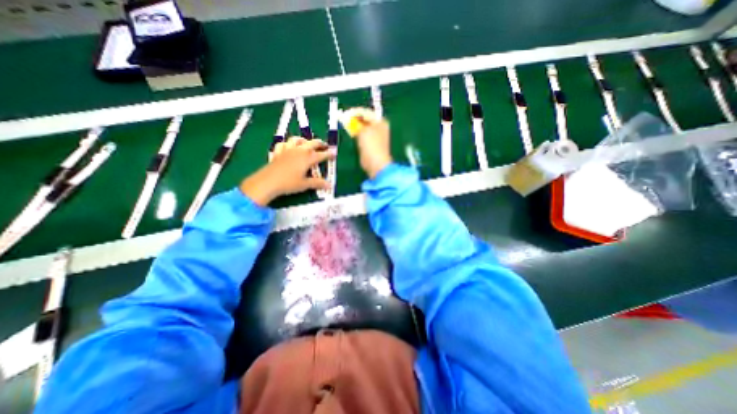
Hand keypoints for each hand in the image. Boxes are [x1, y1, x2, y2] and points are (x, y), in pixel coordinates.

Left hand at [240, 136, 335, 205]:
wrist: (268, 182)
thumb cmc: (289, 183)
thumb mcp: (305, 184)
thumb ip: (317, 183)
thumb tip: (329, 185)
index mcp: (307, 158)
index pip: (321, 155)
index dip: (329, 154)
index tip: (334, 153)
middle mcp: (298, 151)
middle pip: (311, 143)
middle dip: (319, 143)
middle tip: (324, 145)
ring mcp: (287, 150)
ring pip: (296, 140)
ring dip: (303, 140)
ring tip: (306, 143)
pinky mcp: (278, 152)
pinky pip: (282, 144)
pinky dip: (287, 144)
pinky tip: (288, 147)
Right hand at [350, 111, 390, 178]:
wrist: (375, 163)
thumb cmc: (371, 144)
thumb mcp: (362, 130)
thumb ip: (356, 123)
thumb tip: (349, 118)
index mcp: (381, 122)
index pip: (367, 113)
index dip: (356, 113)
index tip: (346, 114)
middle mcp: (379, 128)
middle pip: (365, 121)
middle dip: (355, 120)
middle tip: (345, 119)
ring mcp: (375, 138)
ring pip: (363, 129)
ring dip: (355, 128)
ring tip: (346, 126)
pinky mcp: (370, 146)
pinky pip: (362, 137)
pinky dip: (356, 136)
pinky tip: (351, 135)